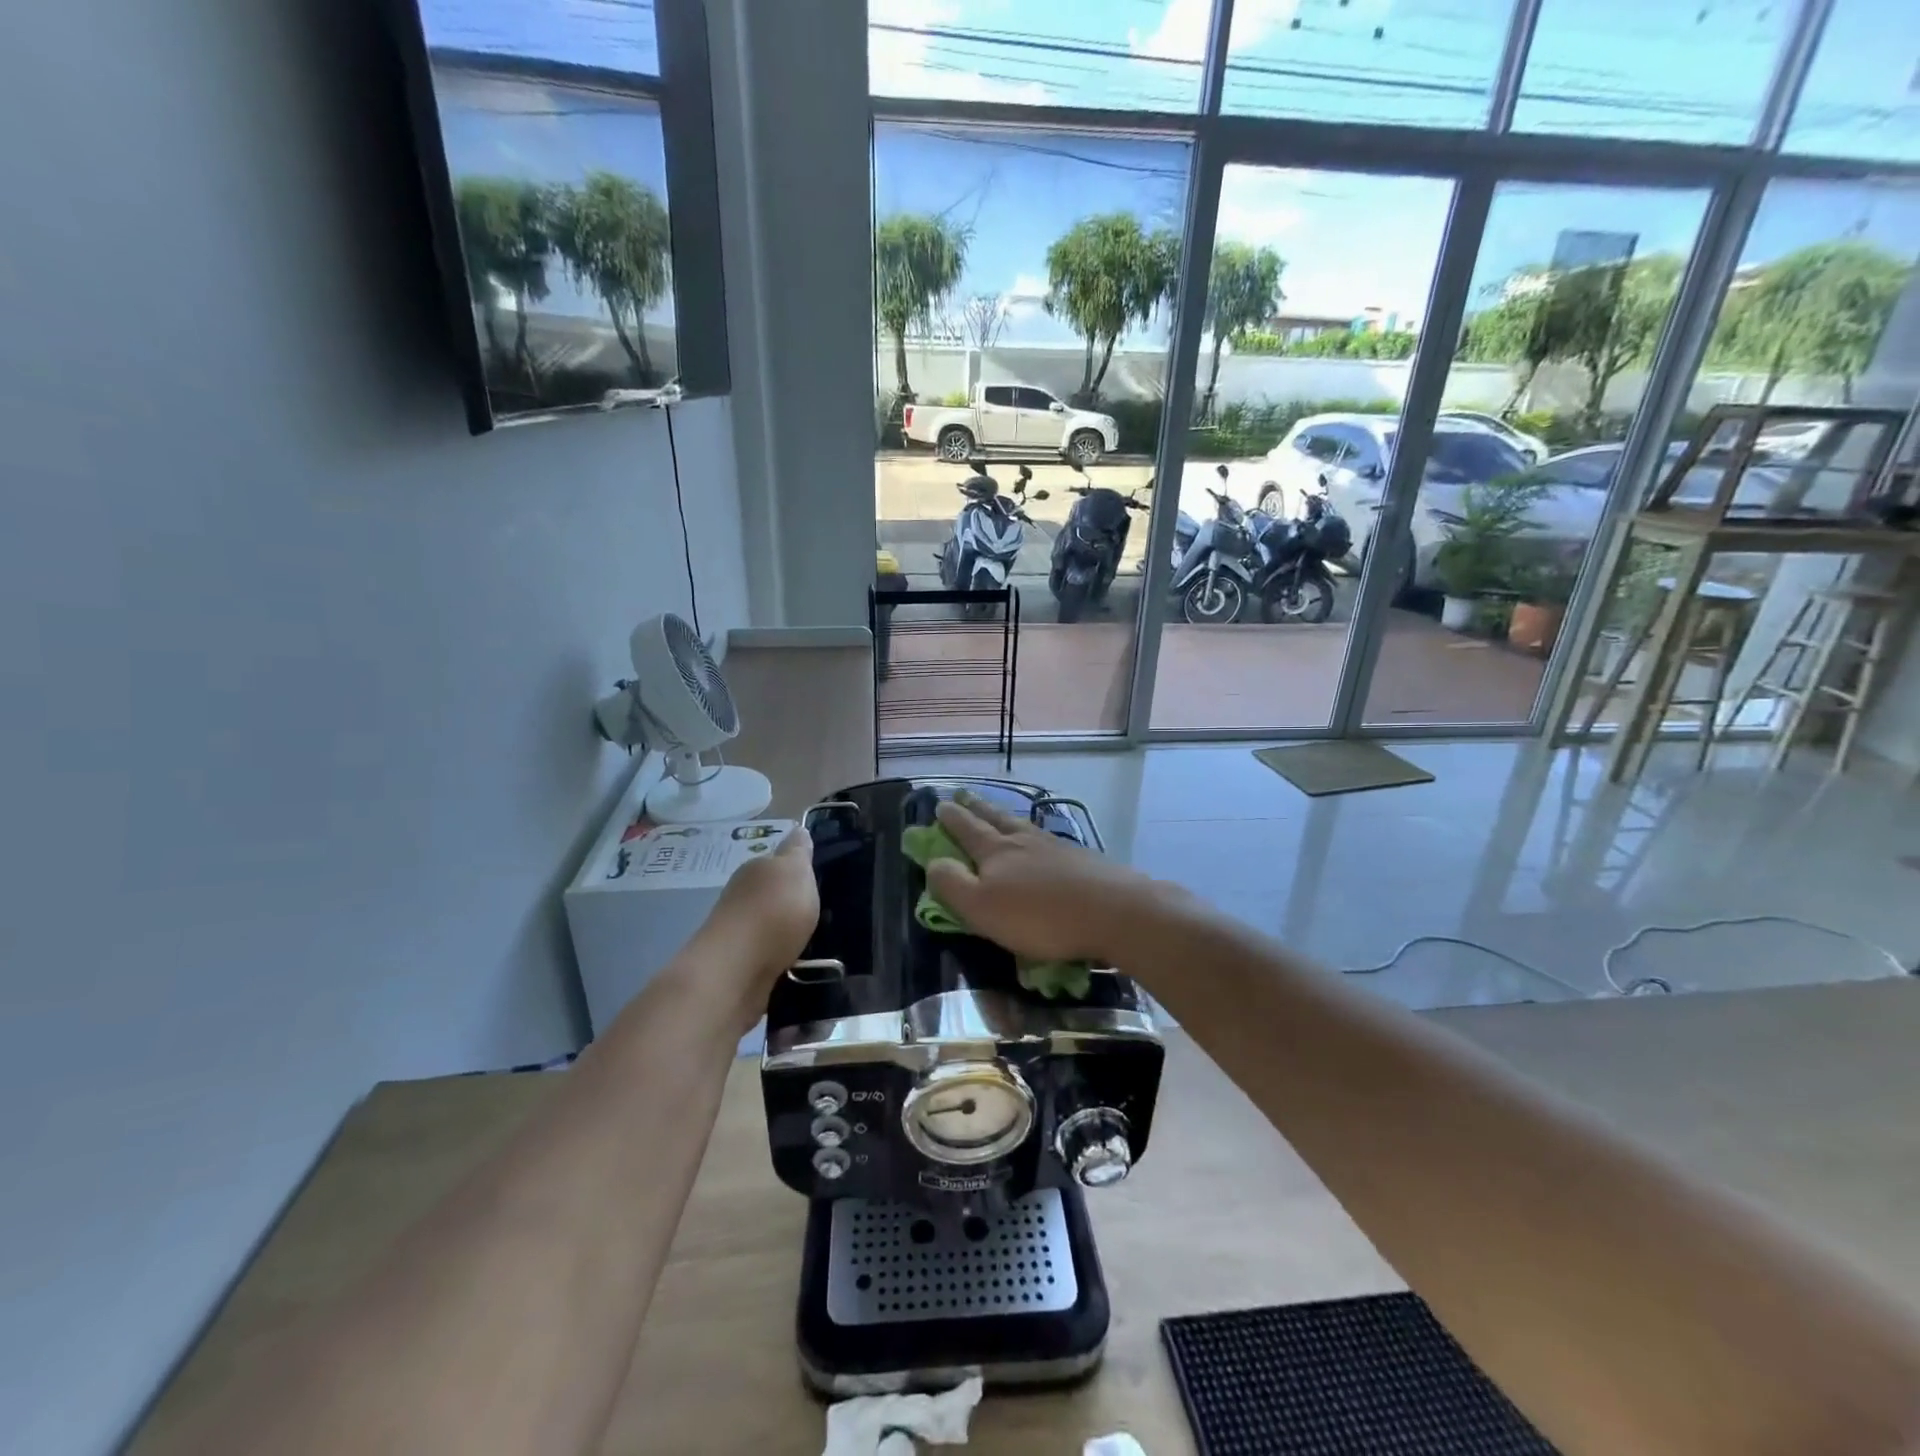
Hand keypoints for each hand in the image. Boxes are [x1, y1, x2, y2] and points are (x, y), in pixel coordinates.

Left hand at [699, 826, 818, 1024]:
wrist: (735, 972)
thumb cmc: (772, 913)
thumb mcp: (795, 871)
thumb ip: (798, 852)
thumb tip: (798, 829)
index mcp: (756, 870)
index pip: (779, 861)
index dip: (799, 867)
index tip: (821, 877)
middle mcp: (743, 897)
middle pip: (774, 894)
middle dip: (795, 901)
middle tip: (827, 911)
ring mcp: (740, 933)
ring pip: (772, 926)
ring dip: (790, 932)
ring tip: (819, 940)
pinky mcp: (742, 966)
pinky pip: (771, 955)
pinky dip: (785, 957)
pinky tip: (802, 963)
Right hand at [927, 792, 1158, 966]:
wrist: (1114, 911)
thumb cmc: (1040, 916)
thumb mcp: (982, 908)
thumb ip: (952, 884)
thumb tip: (933, 862)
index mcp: (996, 851)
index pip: (966, 829)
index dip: (951, 818)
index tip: (940, 804)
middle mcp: (1024, 840)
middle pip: (996, 819)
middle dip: (977, 808)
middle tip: (965, 795)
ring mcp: (1056, 847)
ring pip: (1024, 826)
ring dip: (1006, 818)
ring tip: (1001, 814)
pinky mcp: (1082, 860)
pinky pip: (1048, 841)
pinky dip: (1036, 836)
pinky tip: (1042, 841)